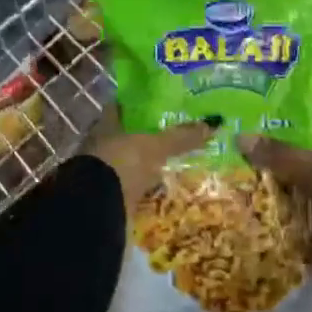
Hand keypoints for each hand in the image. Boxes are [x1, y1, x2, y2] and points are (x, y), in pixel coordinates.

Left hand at [85, 110, 214, 209]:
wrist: (98, 209)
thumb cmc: (122, 163)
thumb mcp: (155, 146)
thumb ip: (181, 137)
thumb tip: (213, 123)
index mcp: (106, 125)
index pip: (121, 107)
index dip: (139, 103)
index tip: (162, 102)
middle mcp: (102, 145)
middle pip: (127, 135)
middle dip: (148, 135)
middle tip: (176, 132)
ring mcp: (104, 172)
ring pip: (131, 161)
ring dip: (148, 162)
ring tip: (175, 159)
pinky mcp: (110, 195)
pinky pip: (134, 186)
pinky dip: (147, 186)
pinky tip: (163, 186)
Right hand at [241, 95, 311, 278]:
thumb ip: (279, 153)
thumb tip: (240, 137)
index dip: (296, 98)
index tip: (262, 97)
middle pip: (301, 140)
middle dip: (272, 138)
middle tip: (236, 131)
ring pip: (295, 171)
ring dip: (271, 171)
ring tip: (232, 162)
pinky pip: (295, 200)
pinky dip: (277, 199)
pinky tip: (247, 194)